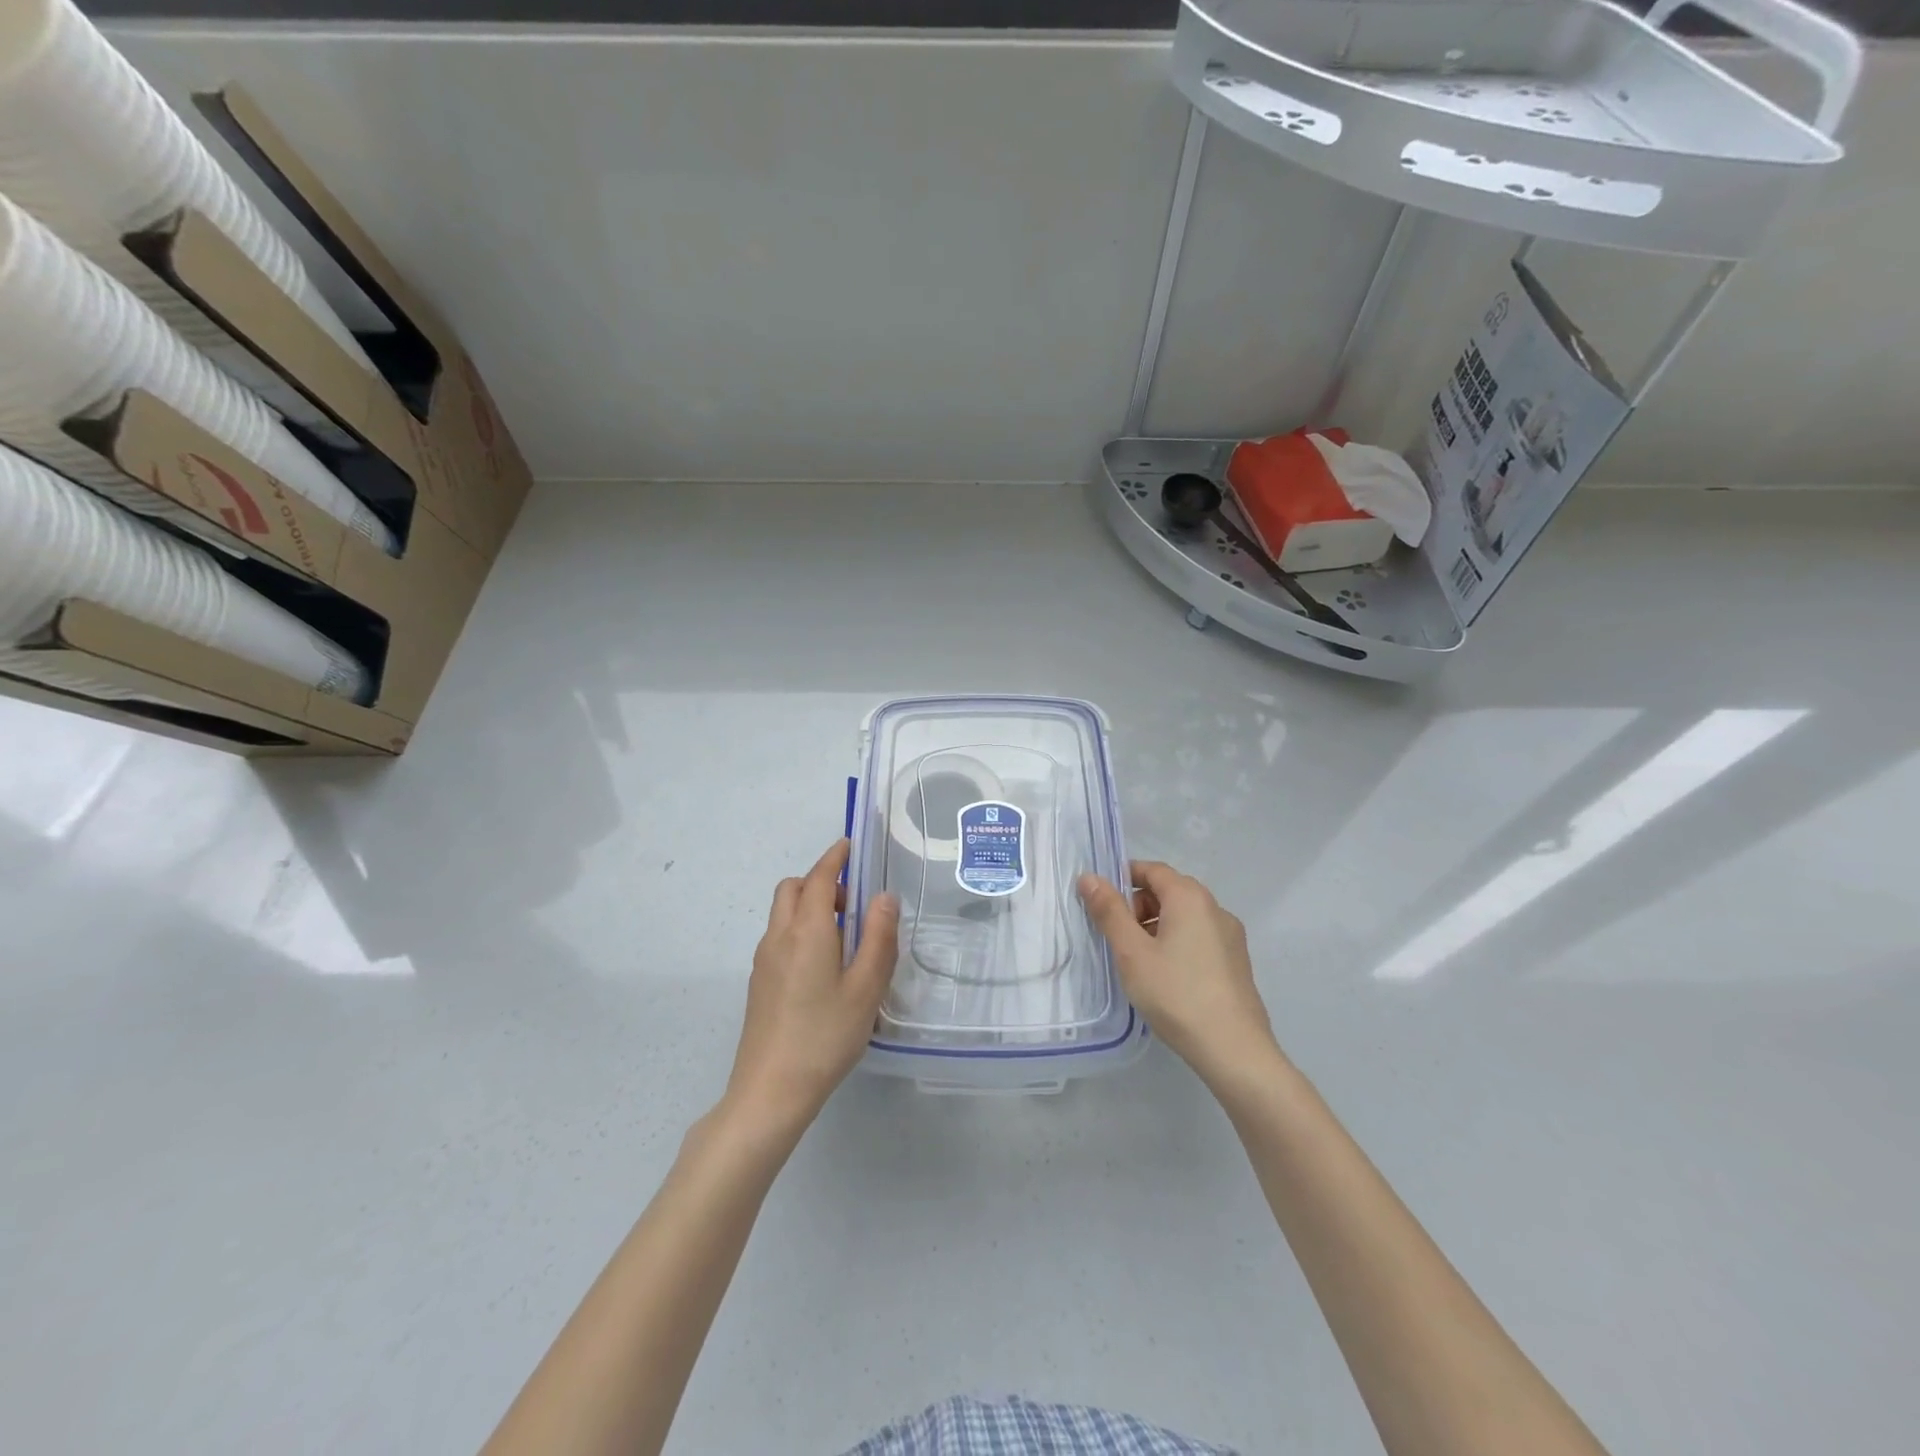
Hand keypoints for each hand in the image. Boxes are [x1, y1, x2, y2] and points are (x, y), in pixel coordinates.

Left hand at [724, 839, 899, 1138]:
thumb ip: (879, 938)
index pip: (819, 878)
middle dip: (820, 881)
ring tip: (844, 938)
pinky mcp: (759, 983)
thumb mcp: (866, 988)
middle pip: (792, 889)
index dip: (834, 858)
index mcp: (807, 931)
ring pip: (782, 913)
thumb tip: (884, 897)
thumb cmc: (825, 1035)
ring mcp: (764, 960)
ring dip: (809, 906)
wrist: (770, 1090)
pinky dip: (800, 929)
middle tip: (852, 903)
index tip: (849, 845)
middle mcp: (779, 936)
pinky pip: (779, 937)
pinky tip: (823, 966)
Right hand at [1078, 860, 1279, 1088]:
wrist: (1233, 1049)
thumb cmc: (1176, 993)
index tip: (1101, 903)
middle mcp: (1215, 908)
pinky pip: (1200, 937)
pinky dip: (1177, 943)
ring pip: (1185, 916)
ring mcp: (1231, 936)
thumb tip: (1089, 877)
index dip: (1123, 879)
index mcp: (1190, 897)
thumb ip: (1109, 911)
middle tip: (1117, 938)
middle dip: (1138, 906)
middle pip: (1169, 891)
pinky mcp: (1237, 962)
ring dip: (1157, 926)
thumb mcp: (1131, 952)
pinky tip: (1166, 977)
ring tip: (1139, 962)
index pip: (1152, 870)